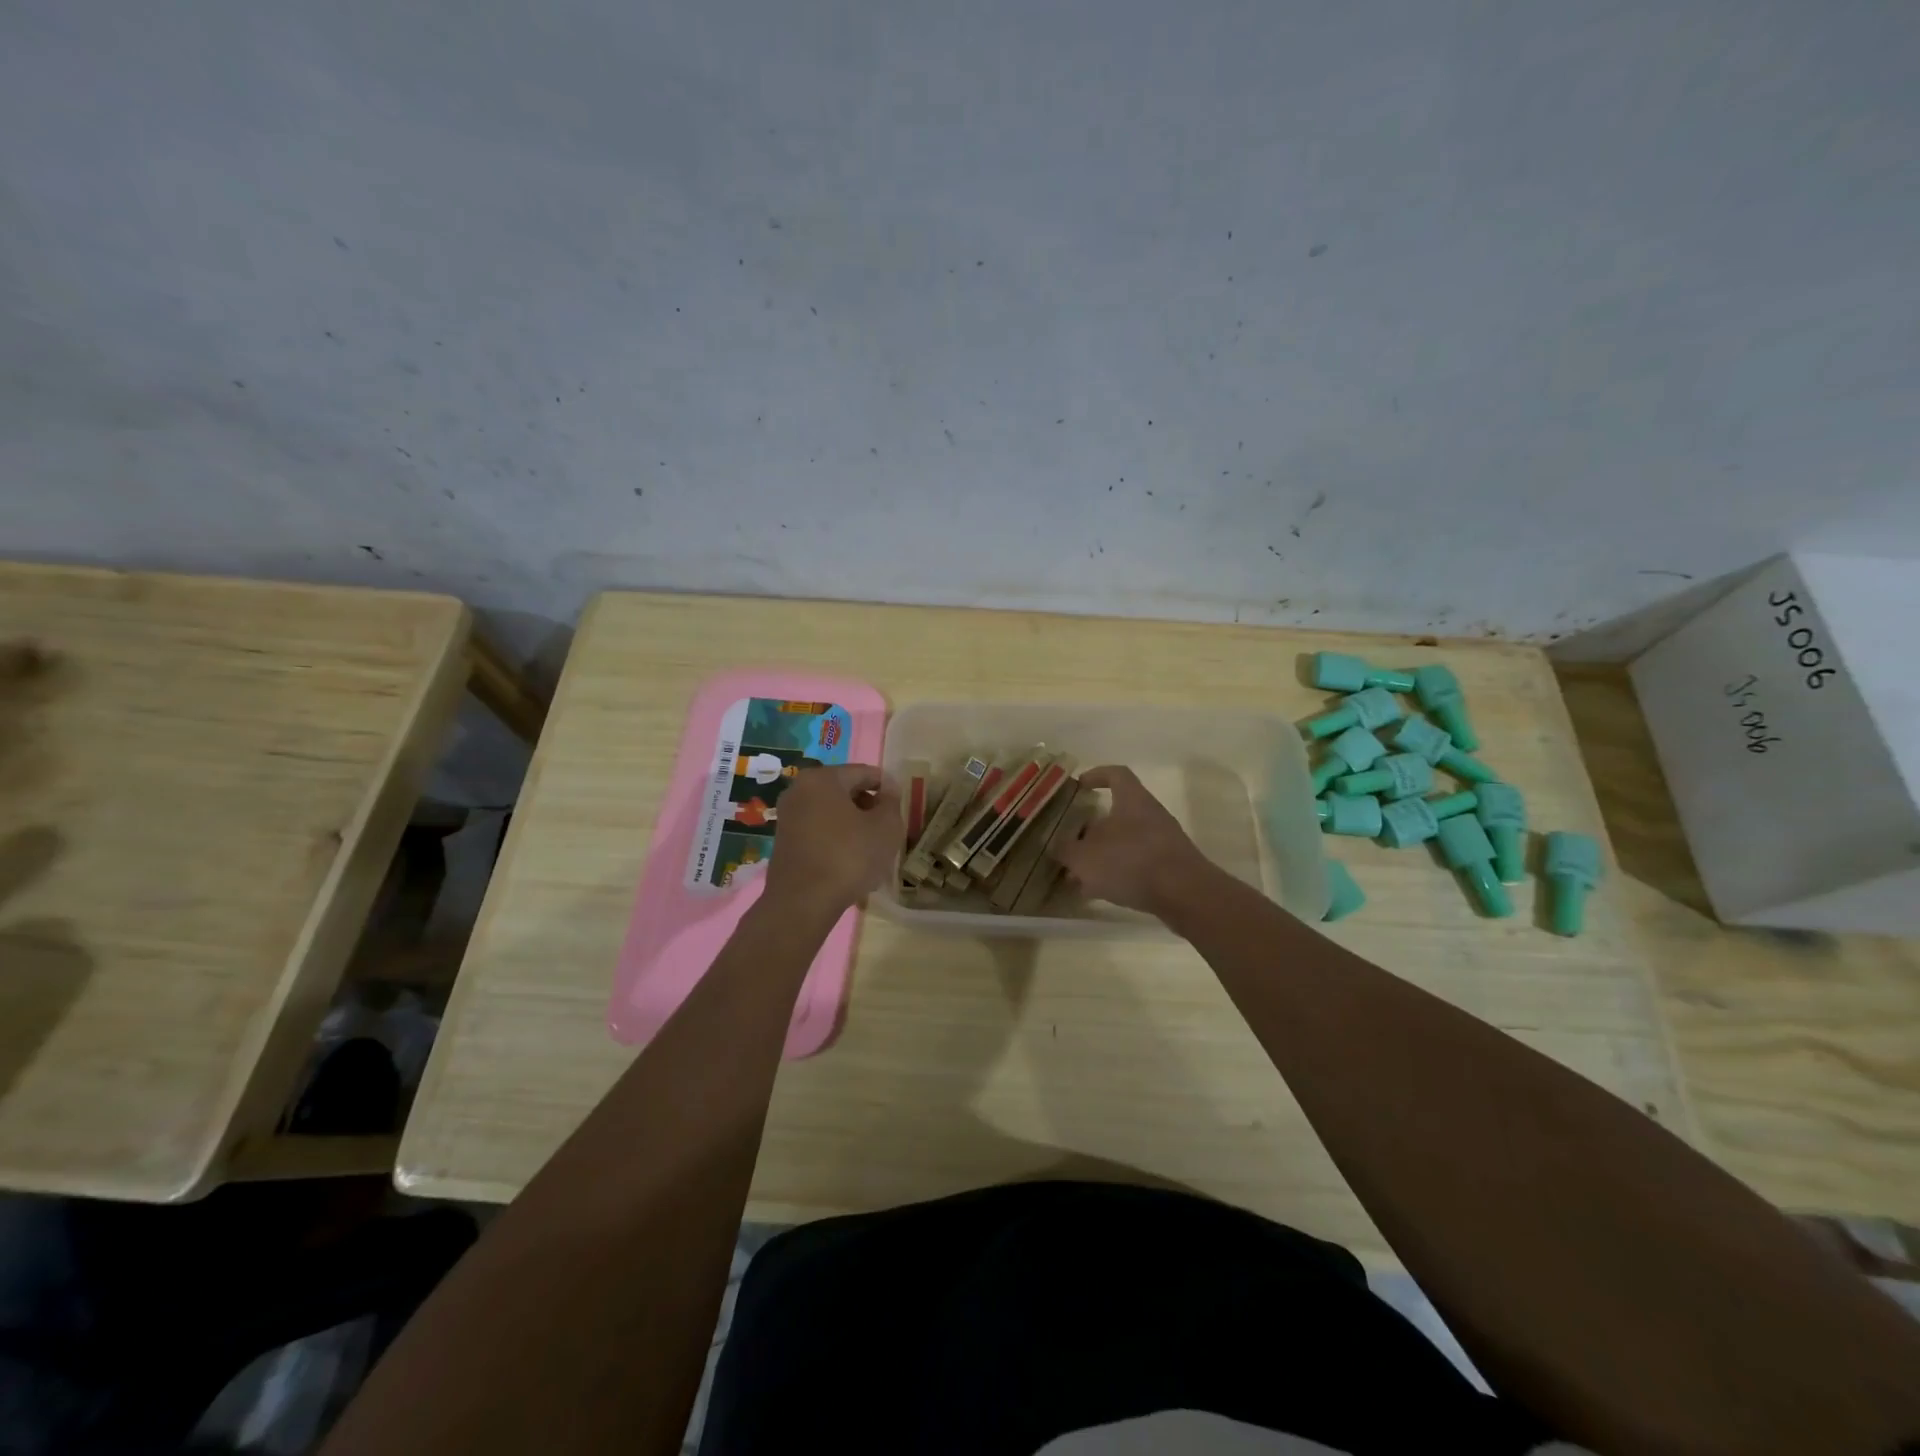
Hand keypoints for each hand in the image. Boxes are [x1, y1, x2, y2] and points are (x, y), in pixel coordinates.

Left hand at [762, 763, 902, 914]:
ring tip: (873, 850)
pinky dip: (837, 840)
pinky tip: (851, 863)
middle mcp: (799, 790)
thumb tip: (888, 788)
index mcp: (822, 778)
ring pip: (832, 813)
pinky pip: (819, 831)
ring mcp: (788, 816)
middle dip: (869, 807)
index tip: (901, 805)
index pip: (864, 773)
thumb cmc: (849, 857)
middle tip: (888, 829)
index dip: (887, 787)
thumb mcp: (885, 828)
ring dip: (854, 826)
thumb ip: (891, 802)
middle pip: (845, 791)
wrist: (802, 903)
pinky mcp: (784, 841)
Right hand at [1052, 765, 1214, 918]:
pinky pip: (1136, 864)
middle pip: (1116, 814)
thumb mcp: (1085, 857)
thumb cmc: (1131, 863)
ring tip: (1078, 877)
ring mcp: (1162, 841)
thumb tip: (1058, 846)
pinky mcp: (1169, 867)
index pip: (1116, 774)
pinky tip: (1099, 892)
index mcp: (1132, 800)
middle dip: (1090, 830)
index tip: (1080, 785)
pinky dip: (1116, 874)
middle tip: (1070, 844)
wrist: (1185, 895)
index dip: (1097, 775)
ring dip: (1101, 856)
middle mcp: (1150, 815)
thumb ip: (1066, 850)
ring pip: (1124, 842)